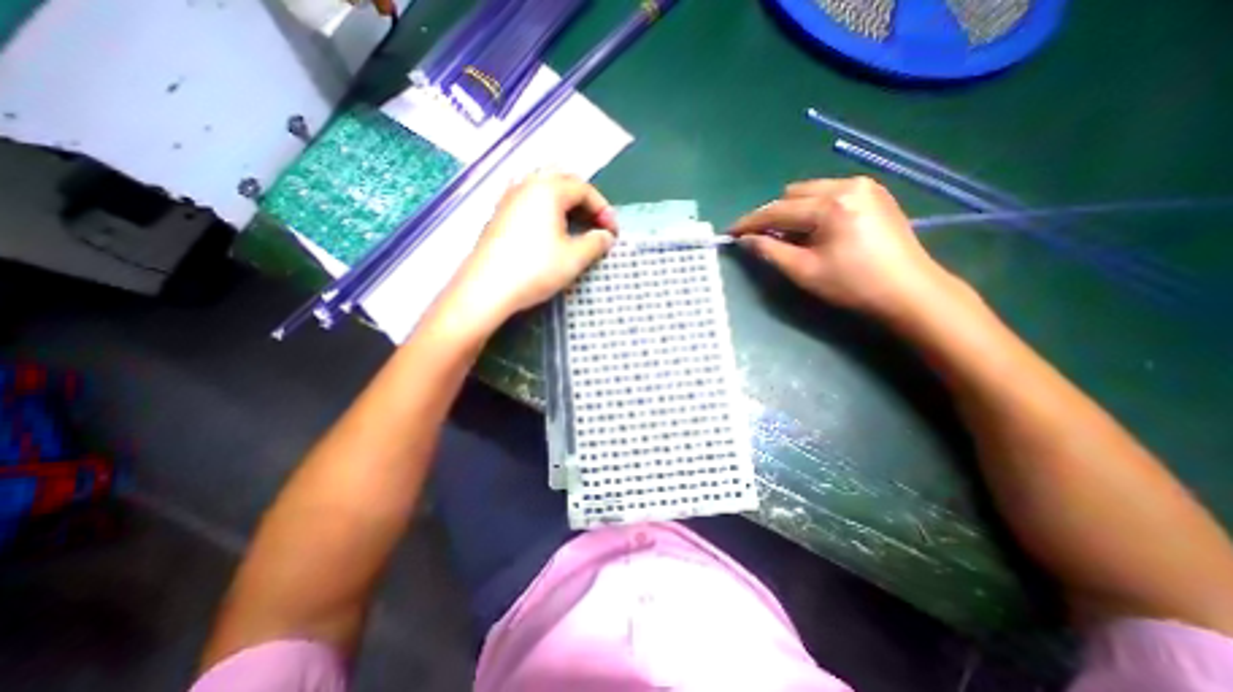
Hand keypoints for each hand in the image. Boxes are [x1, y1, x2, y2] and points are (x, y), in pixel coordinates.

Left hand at [450, 170, 615, 326]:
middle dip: (584, 199)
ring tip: (574, 223)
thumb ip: (595, 243)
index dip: (603, 208)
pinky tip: (548, 227)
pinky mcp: (499, 214)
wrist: (487, 288)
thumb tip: (606, 236)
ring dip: (564, 201)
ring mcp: (508, 198)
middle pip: (562, 180)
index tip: (613, 232)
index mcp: (548, 190)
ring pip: (542, 187)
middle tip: (595, 222)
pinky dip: (545, 207)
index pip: (584, 189)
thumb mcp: (574, 258)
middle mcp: (526, 185)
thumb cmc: (535, 269)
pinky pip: (528, 199)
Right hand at [731, 177, 962, 321]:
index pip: (777, 210)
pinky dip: (813, 209)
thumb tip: (745, 239)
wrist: (909, 291)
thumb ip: (770, 251)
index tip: (730, 232)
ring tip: (789, 237)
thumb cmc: (853, 285)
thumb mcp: (804, 271)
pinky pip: (829, 194)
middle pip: (792, 194)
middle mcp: (847, 185)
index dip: (750, 222)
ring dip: (792, 212)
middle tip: (762, 239)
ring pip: (810, 192)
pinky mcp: (874, 193)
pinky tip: (814, 230)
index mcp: (830, 205)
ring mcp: (864, 186)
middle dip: (772, 215)